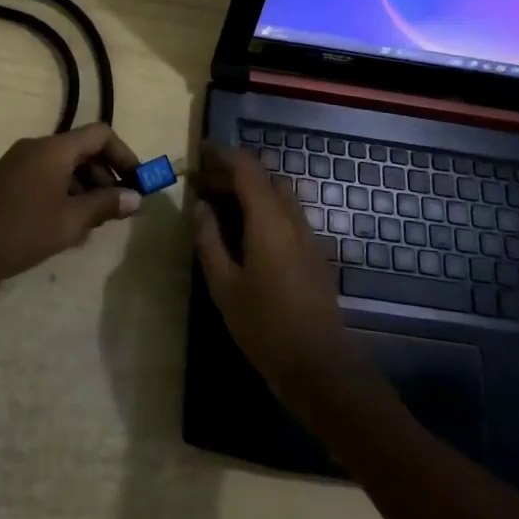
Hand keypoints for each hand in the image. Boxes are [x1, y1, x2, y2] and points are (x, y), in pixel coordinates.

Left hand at [0, 124, 141, 294]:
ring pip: (64, 165)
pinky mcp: (7, 179)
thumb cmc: (18, 233)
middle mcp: (37, 147)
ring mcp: (19, 162)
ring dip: (85, 187)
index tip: (138, 183)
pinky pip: (46, 176)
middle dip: (106, 175)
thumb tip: (135, 197)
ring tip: (94, 223)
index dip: (124, 155)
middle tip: (119, 208)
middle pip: (83, 149)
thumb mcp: (69, 222)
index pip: (100, 134)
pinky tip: (66, 225)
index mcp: (54, 149)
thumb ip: (104, 206)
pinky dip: (64, 192)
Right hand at [192, 144, 357, 405]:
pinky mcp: (314, 252)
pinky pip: (287, 213)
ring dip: (251, 189)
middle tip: (204, 184)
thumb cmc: (264, 325)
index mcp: (269, 219)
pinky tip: (246, 230)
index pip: (247, 168)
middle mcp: (292, 218)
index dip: (223, 155)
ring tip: (221, 204)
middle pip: (265, 176)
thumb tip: (201, 207)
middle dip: (234, 172)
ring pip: (278, 194)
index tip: (200, 153)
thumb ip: (209, 240)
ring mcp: (308, 234)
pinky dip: (264, 207)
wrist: (318, 365)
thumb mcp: (224, 284)